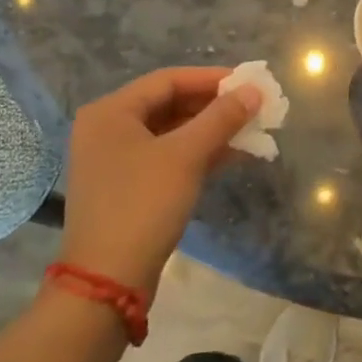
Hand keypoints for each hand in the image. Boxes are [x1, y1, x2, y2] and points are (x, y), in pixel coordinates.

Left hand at [57, 68, 261, 295]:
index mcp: (111, 112)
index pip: (168, 80)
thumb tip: (254, 91)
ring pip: (170, 133)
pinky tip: (231, 156)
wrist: (107, 282)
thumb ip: (222, 118)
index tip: (249, 82)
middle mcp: (107, 129)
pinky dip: (196, 154)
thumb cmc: (143, 205)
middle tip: (253, 108)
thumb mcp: (186, 156)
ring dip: (209, 131)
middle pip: (169, 104)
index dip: (212, 79)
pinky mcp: (125, 187)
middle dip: (213, 106)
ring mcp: (114, 161)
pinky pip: (166, 157)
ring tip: (250, 131)